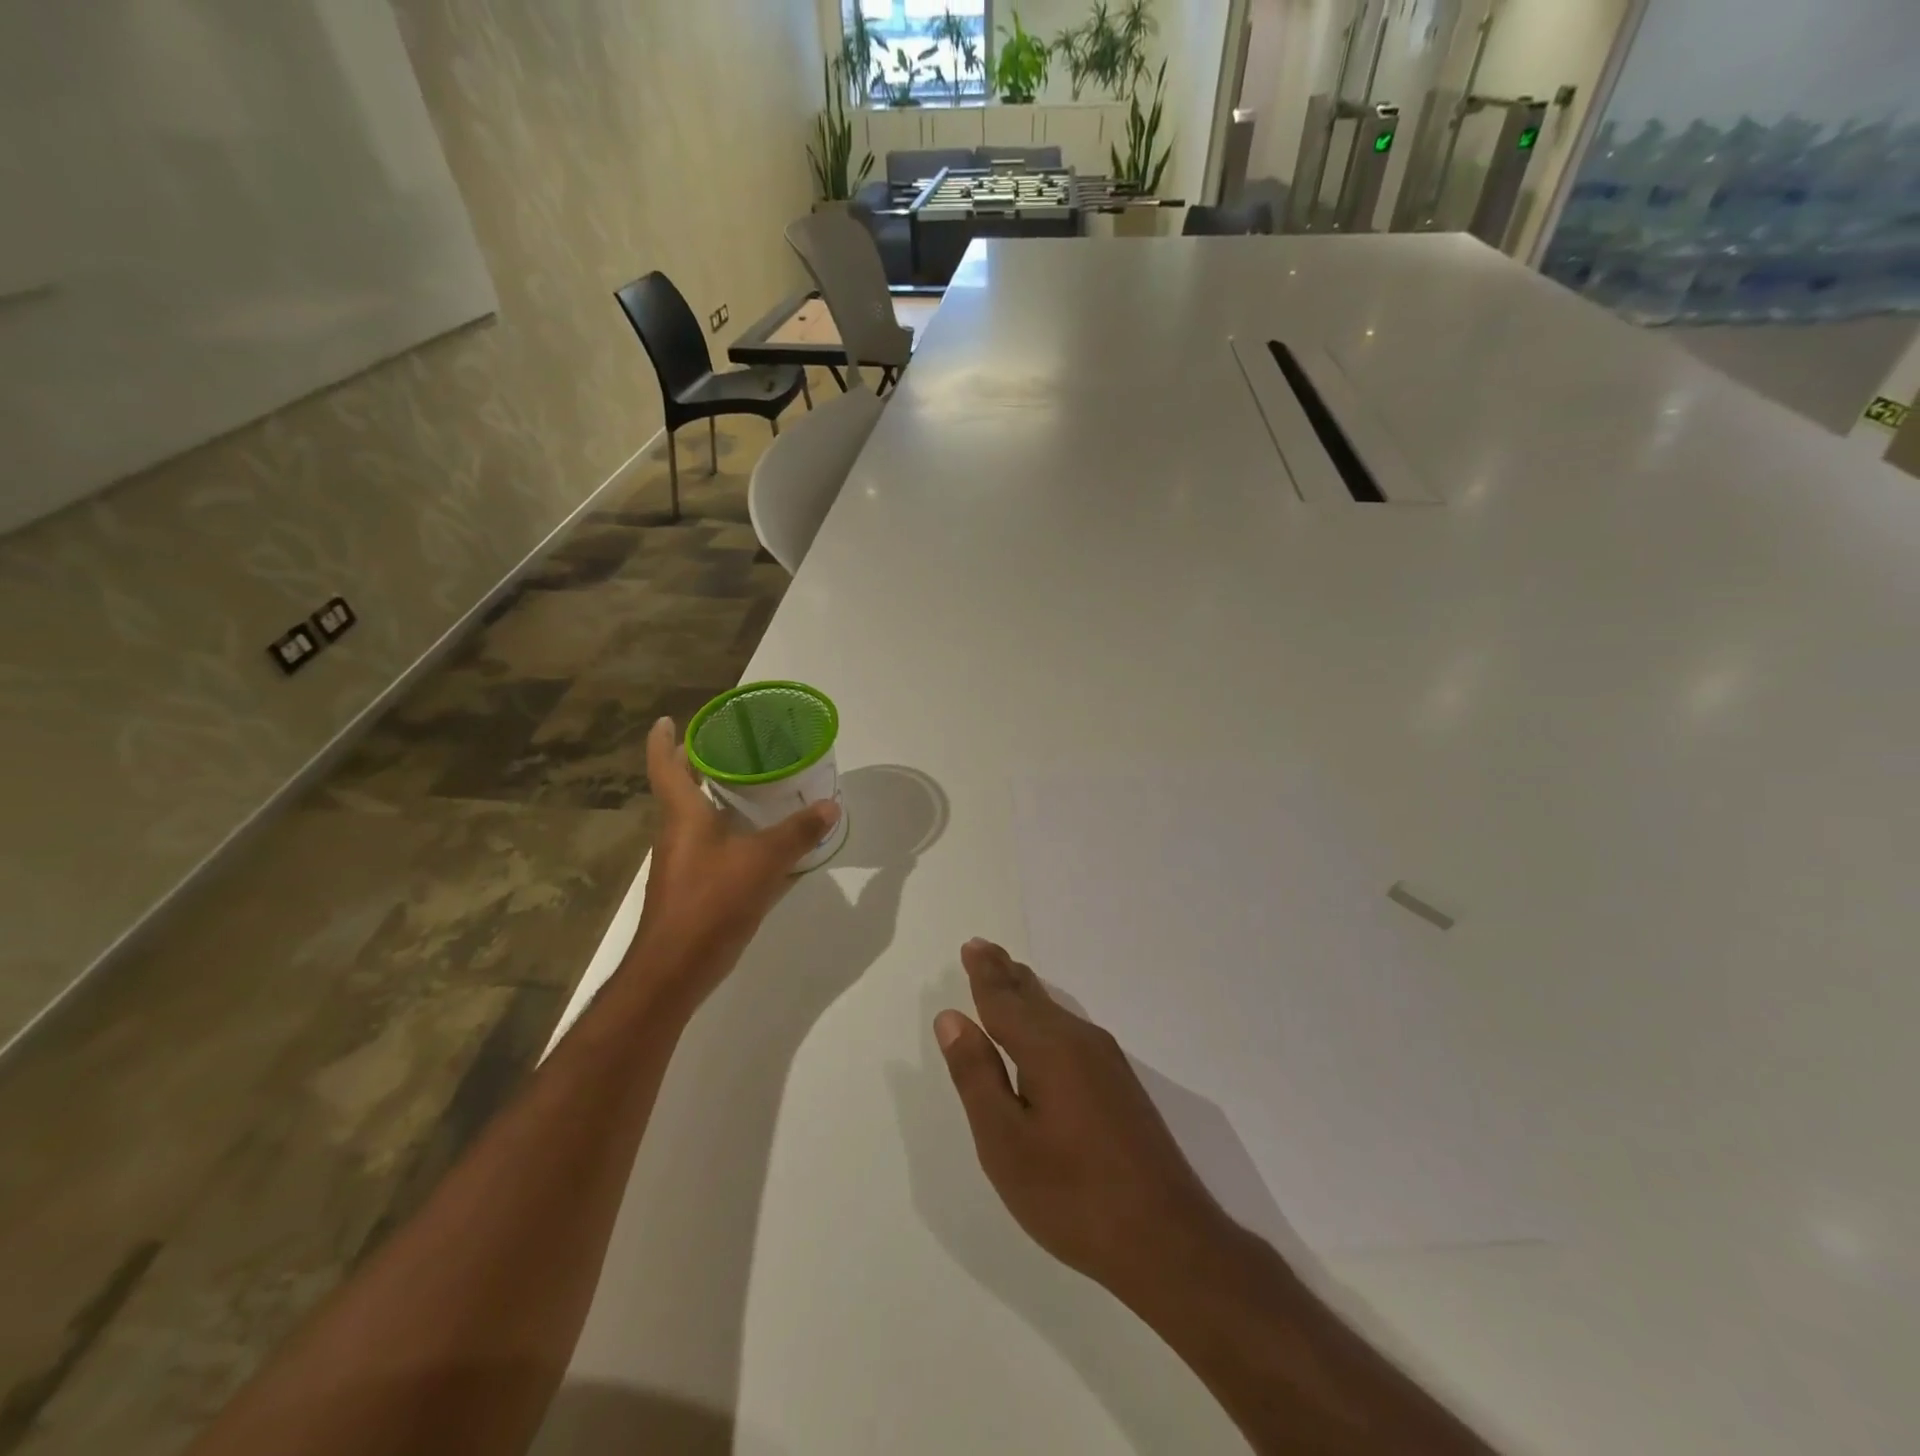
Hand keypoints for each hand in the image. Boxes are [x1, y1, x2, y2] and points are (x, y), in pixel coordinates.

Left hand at [628, 717, 840, 1003]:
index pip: (665, 765)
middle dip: (700, 764)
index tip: (669, 719)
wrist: (674, 968)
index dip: (665, 739)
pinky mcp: (691, 885)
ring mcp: (681, 861)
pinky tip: (757, 840)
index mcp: (683, 814)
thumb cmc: (711, 902)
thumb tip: (830, 805)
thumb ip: (798, 833)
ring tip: (753, 786)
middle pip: (681, 787)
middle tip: (733, 746)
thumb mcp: (763, 862)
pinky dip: (728, 831)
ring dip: (716, 798)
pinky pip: (709, 844)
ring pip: (695, 817)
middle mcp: (675, 831)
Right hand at [934, 939, 1227, 1305]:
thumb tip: (952, 1017)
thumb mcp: (1005, 1142)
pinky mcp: (1121, 1087)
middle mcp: (1080, 1042)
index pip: (1005, 999)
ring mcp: (1107, 1064)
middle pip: (1034, 997)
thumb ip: (976, 1075)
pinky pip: (1072, 1032)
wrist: (1168, 1240)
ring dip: (1027, 993)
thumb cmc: (1072, 1194)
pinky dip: (1047, 1017)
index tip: (971, 946)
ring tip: (1010, 976)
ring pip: (1056, 1013)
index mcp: (1048, 1048)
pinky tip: (1048, 1027)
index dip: (984, 974)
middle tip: (984, 948)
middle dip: (1006, 974)